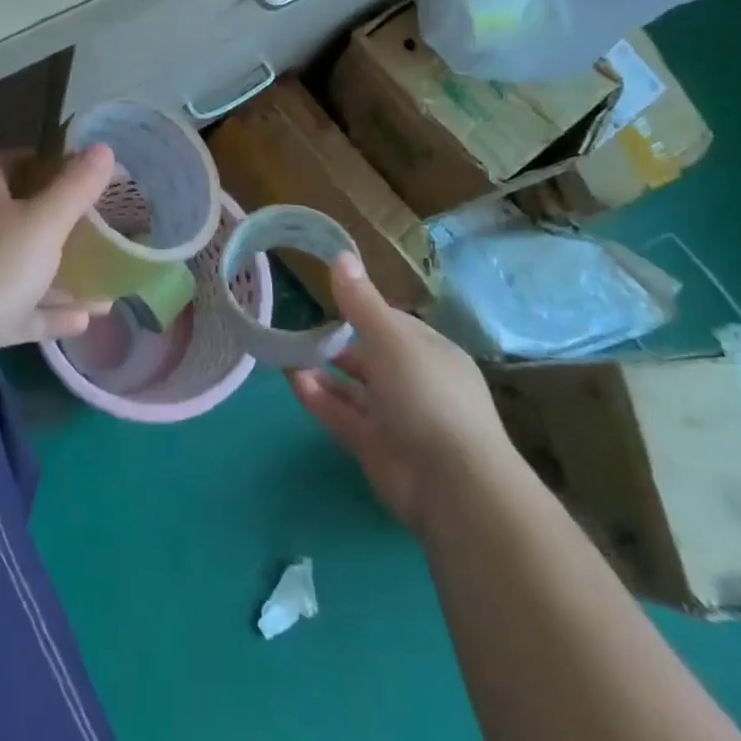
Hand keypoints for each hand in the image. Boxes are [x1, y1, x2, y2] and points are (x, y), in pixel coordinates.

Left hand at [0, 145, 116, 411]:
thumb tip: (103, 148)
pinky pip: (23, 315)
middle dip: (53, 220)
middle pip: (14, 218)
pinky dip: (52, 315)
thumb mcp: (44, 222)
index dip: (28, 159)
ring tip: (103, 274)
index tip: (65, 164)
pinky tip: (86, 320)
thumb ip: (75, 188)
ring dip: (60, 273)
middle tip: (95, 222)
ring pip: (23, 270)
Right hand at [289, 253, 508, 533]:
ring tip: (288, 353)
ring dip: (323, 371)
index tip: (328, 299)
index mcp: (431, 353)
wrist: (453, 485)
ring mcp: (397, 419)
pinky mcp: (376, 449)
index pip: (392, 324)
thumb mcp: (391, 338)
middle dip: (337, 344)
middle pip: (371, 357)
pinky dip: (319, 399)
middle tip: (299, 328)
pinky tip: (293, 381)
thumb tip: (340, 254)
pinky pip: (343, 416)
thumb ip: (361, 301)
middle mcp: (416, 383)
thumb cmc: (427, 395)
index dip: (361, 310)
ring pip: (353, 389)